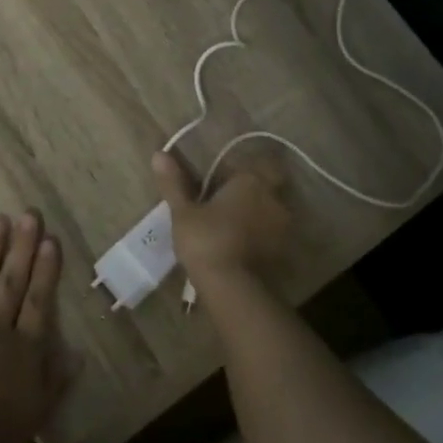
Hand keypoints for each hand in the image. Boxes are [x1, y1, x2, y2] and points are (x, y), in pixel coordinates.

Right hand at [153, 149, 290, 283]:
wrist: (233, 288)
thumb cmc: (206, 240)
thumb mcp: (183, 212)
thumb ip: (174, 183)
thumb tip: (159, 154)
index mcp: (251, 181)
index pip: (251, 164)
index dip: (236, 172)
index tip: (218, 182)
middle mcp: (273, 198)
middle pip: (265, 186)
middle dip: (249, 192)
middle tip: (224, 203)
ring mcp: (283, 226)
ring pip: (270, 211)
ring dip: (255, 215)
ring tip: (230, 227)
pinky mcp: (283, 251)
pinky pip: (271, 234)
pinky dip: (260, 236)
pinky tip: (240, 246)